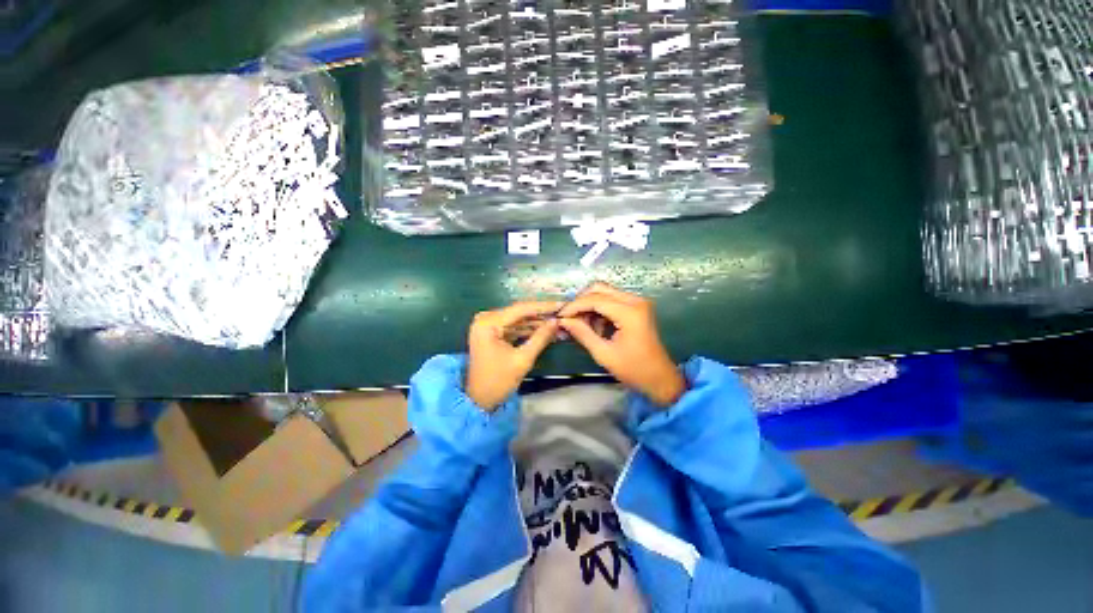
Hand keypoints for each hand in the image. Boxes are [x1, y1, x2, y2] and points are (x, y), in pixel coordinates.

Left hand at [466, 301, 563, 410]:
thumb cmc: (498, 381)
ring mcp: (488, 325)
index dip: (543, 307)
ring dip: (537, 323)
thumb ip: (541, 337)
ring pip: (518, 320)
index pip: (521, 309)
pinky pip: (513, 327)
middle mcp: (486, 319)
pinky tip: (545, 330)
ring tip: (558, 323)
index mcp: (488, 322)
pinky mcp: (491, 333)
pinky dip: (528, 330)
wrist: (479, 400)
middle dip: (542, 315)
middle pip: (519, 312)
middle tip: (563, 313)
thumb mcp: (523, 359)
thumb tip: (556, 321)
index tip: (562, 305)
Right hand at [558, 283, 685, 406]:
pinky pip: (612, 300)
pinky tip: (595, 327)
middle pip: (599, 289)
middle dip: (581, 302)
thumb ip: (582, 333)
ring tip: (582, 326)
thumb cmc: (634, 369)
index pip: (595, 299)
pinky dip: (600, 310)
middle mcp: (635, 300)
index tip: (560, 316)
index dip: (574, 306)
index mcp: (630, 312)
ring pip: (605, 293)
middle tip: (569, 318)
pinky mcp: (637, 307)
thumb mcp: (604, 354)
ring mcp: (638, 302)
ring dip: (590, 306)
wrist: (660, 378)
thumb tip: (563, 321)